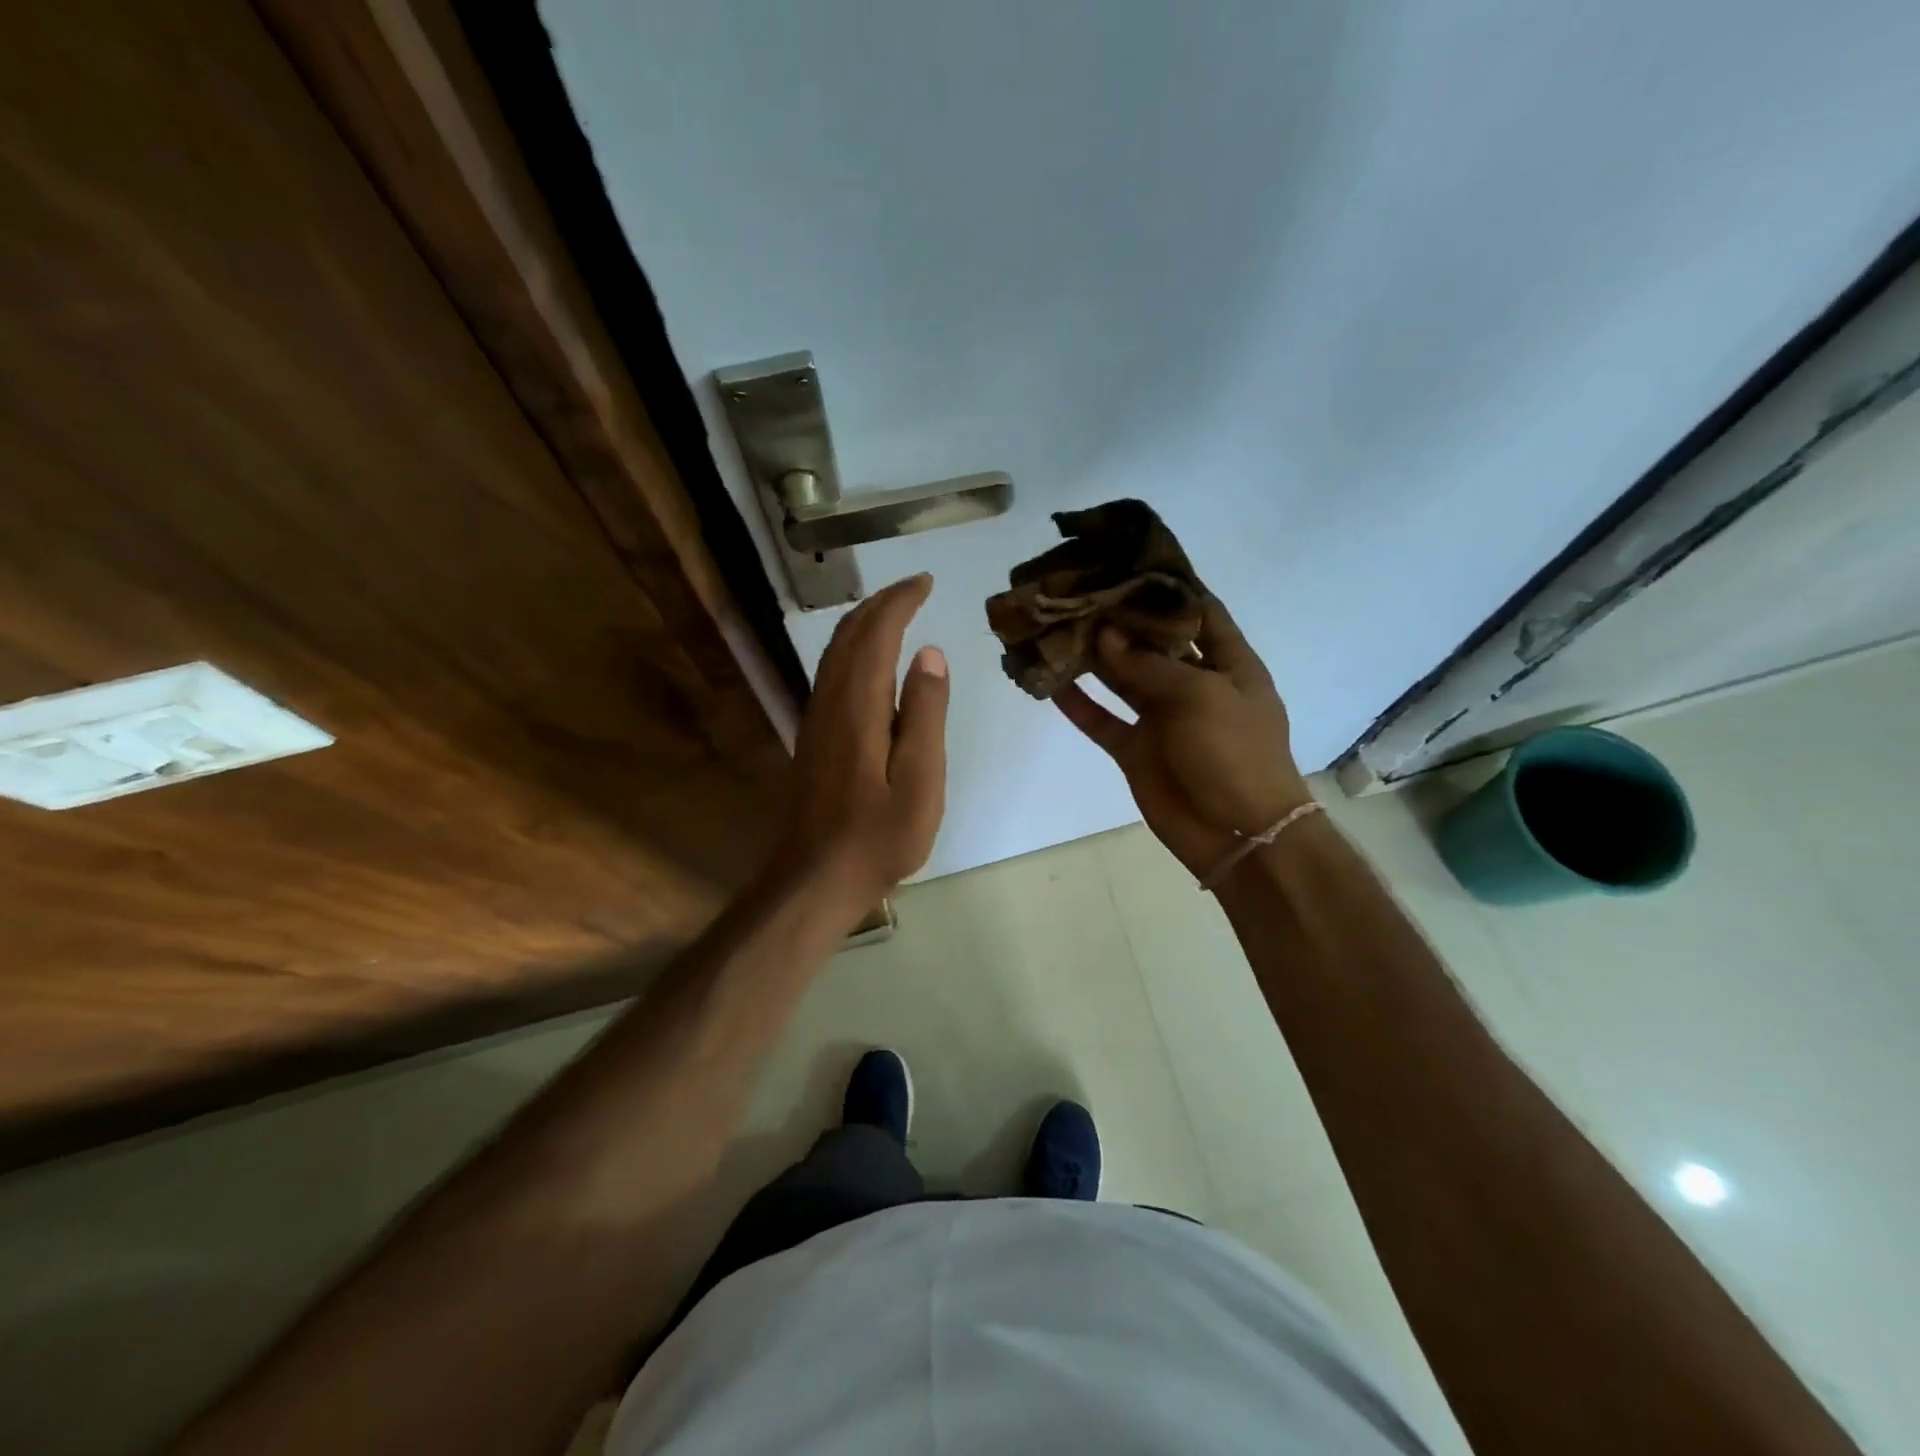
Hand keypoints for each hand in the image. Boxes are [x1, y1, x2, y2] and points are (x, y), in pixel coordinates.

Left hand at [771, 573, 948, 910]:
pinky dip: (854, 649)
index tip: (926, 581)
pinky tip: (871, 661)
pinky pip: (832, 673)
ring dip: (864, 622)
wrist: (817, 876)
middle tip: (915, 588)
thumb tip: (929, 653)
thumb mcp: (920, 779)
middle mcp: (830, 701)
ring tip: (896, 611)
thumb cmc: (879, 835)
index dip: (899, 601)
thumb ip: (925, 713)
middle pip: (849, 634)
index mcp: (858, 706)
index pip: (876, 633)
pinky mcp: (814, 736)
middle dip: (881, 603)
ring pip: (835, 652)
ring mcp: (817, 718)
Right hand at [1055, 597, 1311, 877]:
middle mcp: (1194, 684)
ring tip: (1055, 626)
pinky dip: (1078, 704)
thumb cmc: (1234, 753)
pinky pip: (1102, 720)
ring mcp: (1162, 718)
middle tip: (1077, 588)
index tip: (1129, 559)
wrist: (1238, 834)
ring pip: (1120, 678)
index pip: (1199, 611)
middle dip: (1118, 617)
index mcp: (1228, 663)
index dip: (1168, 586)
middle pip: (1151, 641)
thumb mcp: (1199, 696)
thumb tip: (1106, 634)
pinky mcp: (1136, 749)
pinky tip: (1050, 682)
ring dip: (1092, 656)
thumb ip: (1148, 665)